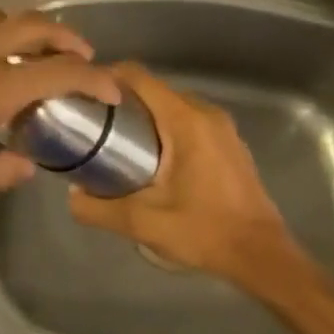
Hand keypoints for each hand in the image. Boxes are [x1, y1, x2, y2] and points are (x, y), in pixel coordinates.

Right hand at [68, 63, 302, 284]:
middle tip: (94, 121)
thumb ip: (100, 209)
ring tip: (117, 140)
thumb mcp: (144, 223)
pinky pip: (190, 120)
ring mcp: (222, 127)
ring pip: (172, 105)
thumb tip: (72, 196)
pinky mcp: (229, 142)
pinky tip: (152, 158)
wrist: (262, 256)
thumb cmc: (205, 231)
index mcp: (185, 120)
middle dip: (122, 99)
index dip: (107, 77)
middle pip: (154, 89)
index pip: (139, 77)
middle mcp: (205, 112)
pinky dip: (166, 127)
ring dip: (145, 115)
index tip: (84, 93)